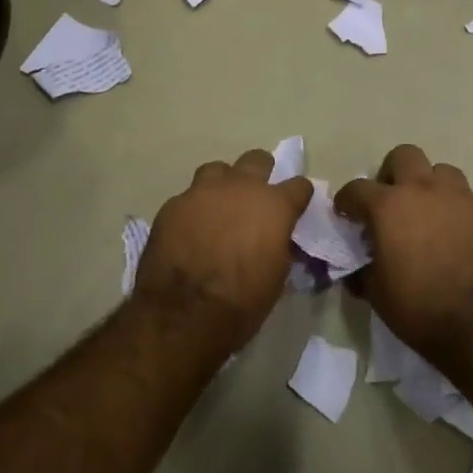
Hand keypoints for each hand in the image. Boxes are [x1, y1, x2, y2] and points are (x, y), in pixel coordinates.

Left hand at [133, 149, 313, 351]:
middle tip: (256, 198)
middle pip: (257, 160)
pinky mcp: (173, 204)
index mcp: (274, 205)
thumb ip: (280, 245)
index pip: (299, 185)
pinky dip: (194, 209)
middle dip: (261, 174)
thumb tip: (278, 238)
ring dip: (223, 184)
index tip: (295, 207)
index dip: (298, 196)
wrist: (184, 312)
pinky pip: (188, 197)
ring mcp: (203, 191)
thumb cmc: (242, 300)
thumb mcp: (277, 276)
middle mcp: (240, 187)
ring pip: (218, 170)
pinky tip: (190, 229)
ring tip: (219, 207)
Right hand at [336, 145, 472, 354]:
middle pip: (404, 156)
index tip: (346, 214)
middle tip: (390, 202)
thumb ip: (363, 271)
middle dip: (392, 174)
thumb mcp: (377, 294)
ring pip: (441, 171)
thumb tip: (357, 269)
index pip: (357, 188)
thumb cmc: (419, 308)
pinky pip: (467, 199)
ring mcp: (461, 198)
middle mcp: (424, 191)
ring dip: (429, 186)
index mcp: (389, 206)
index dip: (347, 201)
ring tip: (427, 214)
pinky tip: (456, 237)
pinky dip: (455, 211)